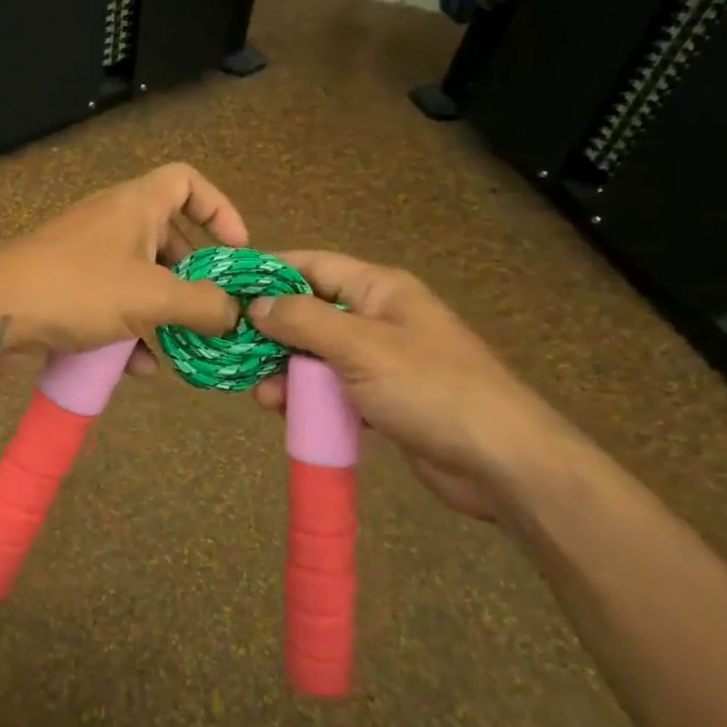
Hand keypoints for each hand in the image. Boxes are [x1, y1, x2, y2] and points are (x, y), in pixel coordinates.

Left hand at [0, 163, 247, 373]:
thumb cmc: (78, 288)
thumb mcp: (151, 295)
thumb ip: (201, 304)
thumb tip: (235, 313)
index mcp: (135, 206)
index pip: (186, 181)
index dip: (219, 208)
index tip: (238, 251)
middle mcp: (113, 224)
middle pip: (168, 237)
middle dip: (194, 274)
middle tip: (215, 308)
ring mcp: (88, 259)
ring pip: (141, 279)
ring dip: (166, 311)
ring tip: (188, 345)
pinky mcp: (69, 293)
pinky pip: (113, 307)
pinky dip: (133, 333)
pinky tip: (145, 369)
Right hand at [248, 252, 585, 520]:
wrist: (500, 461)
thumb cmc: (430, 388)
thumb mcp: (360, 347)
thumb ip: (304, 321)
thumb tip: (257, 304)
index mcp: (379, 290)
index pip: (313, 266)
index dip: (270, 272)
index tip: (226, 287)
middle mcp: (378, 318)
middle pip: (311, 313)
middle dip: (272, 333)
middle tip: (235, 353)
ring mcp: (381, 361)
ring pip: (317, 356)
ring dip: (286, 372)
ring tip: (263, 396)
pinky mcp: (382, 400)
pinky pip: (332, 390)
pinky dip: (308, 398)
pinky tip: (287, 414)